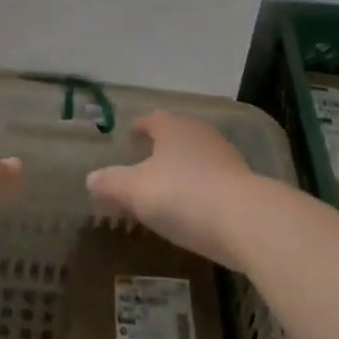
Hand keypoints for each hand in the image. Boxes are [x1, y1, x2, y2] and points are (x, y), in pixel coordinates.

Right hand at [86, 111, 267, 269]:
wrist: (246, 220)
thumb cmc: (183, 195)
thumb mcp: (135, 191)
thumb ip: (110, 183)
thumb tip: (91, 179)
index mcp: (172, 127)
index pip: (152, 119)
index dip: (139, 127)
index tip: (130, 136)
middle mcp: (200, 133)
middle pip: (176, 134)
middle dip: (161, 147)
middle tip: (145, 162)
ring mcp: (225, 156)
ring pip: (196, 156)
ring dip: (182, 168)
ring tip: (167, 188)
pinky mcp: (243, 183)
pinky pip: (213, 179)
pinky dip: (200, 188)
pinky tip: (194, 208)